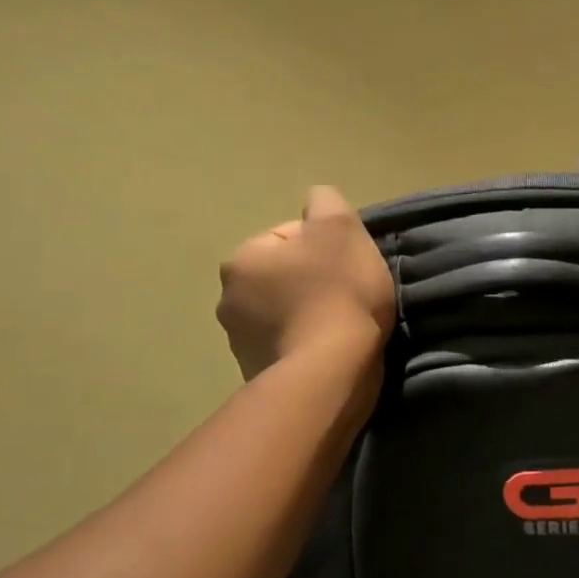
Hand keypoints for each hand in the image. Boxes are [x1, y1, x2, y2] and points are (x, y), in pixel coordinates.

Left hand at [217, 186, 394, 380]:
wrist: (331, 373)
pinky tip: (331, 352)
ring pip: (286, 313)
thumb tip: (316, 202)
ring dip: (311, 315)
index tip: (349, 268)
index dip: (328, 247)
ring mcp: (240, 343)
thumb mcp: (341, 228)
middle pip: (286, 276)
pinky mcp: (257, 375)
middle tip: (349, 297)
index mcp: (242, 259)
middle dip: (314, 281)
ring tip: (343, 328)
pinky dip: (307, 346)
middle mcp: (229, 299)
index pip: (290, 237)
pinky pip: (289, 347)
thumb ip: (325, 202)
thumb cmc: (337, 293)